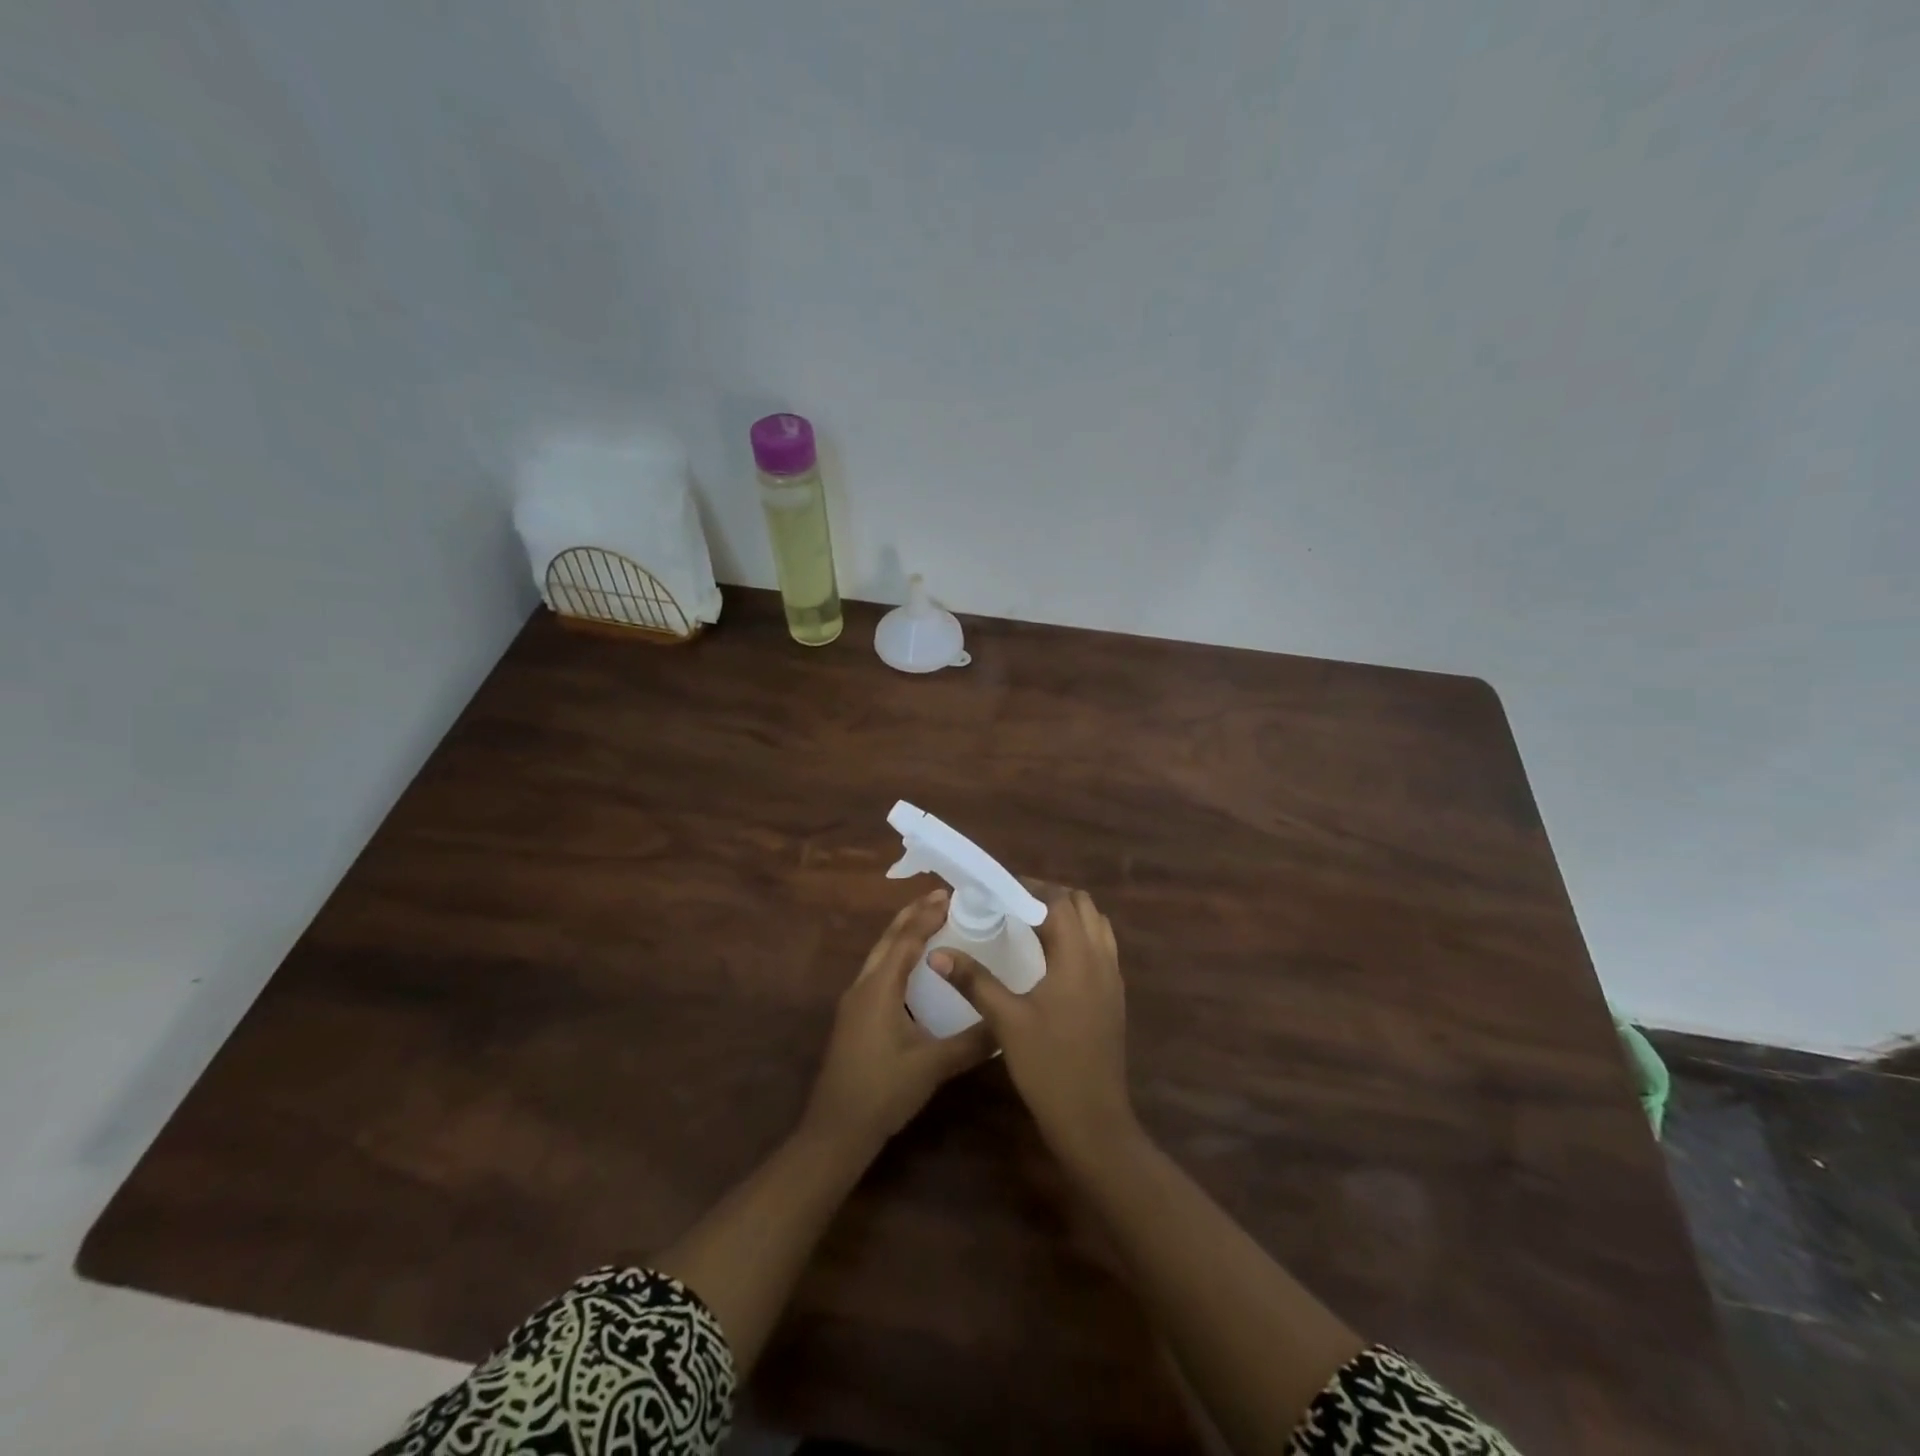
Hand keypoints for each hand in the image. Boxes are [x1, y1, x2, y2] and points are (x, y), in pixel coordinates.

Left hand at [802, 889, 996, 1150]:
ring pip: (880, 955)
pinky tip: (914, 970)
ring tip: (931, 922)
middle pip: (888, 939)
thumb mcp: (932, 1066)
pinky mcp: (855, 1018)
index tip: (952, 895)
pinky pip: (878, 973)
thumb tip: (1007, 1024)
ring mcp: (855, 1003)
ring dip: (903, 934)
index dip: (928, 915)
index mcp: (879, 988)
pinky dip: (897, 957)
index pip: (905, 939)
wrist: (835, 1131)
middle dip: (913, 915)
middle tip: (943, 898)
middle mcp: (863, 986)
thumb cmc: (882, 1091)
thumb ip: (972, 1043)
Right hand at [930, 885, 1134, 1159]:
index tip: (998, 891)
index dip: (1029, 889)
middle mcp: (1101, 959)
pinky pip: (1101, 948)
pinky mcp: (1114, 998)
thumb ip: (974, 980)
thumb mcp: (1006, 1021)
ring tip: (1031, 926)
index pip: (1058, 902)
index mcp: (1077, 957)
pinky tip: (1051, 959)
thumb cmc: (1049, 1066)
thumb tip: (938, 952)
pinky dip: (1079, 938)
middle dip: (1049, 897)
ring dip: (1068, 916)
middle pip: (1082, 906)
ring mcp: (1112, 979)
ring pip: (1096, 926)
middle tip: (1013, 905)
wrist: (1093, 1121)